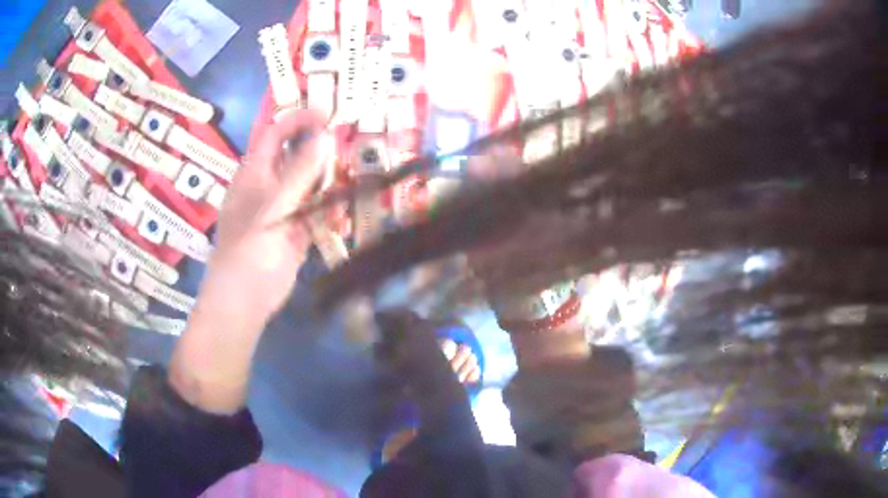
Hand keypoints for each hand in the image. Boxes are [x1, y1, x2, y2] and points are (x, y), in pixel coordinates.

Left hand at [198, 110, 332, 331]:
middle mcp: (268, 186)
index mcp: (254, 173)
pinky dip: (329, 211)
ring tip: (352, 178)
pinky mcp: (295, 232)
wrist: (245, 300)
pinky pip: (315, 212)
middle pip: (294, 156)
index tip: (328, 114)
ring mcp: (282, 209)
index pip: (274, 133)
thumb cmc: (250, 249)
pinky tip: (342, 214)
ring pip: (308, 184)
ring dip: (328, 181)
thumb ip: (300, 172)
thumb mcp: (274, 206)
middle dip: (319, 149)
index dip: (297, 119)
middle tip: (349, 146)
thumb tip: (325, 135)